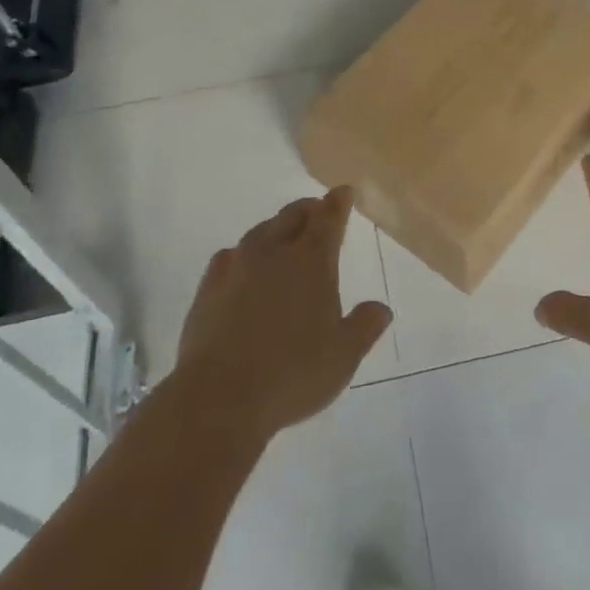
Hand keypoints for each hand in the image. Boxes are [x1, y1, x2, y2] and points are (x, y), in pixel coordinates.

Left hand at [176, 187, 392, 441]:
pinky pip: (229, 256)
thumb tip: (381, 308)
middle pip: (292, 216)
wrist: (219, 398)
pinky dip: (243, 253)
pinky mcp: (208, 288)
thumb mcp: (343, 356)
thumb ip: (364, 326)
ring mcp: (237, 267)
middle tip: (317, 211)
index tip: (343, 192)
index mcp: (311, 261)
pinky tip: (242, 264)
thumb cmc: (293, 374)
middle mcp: (273, 253)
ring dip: (276, 228)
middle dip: (308, 210)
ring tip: (283, 235)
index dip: (338, 203)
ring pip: (260, 232)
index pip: (328, 219)